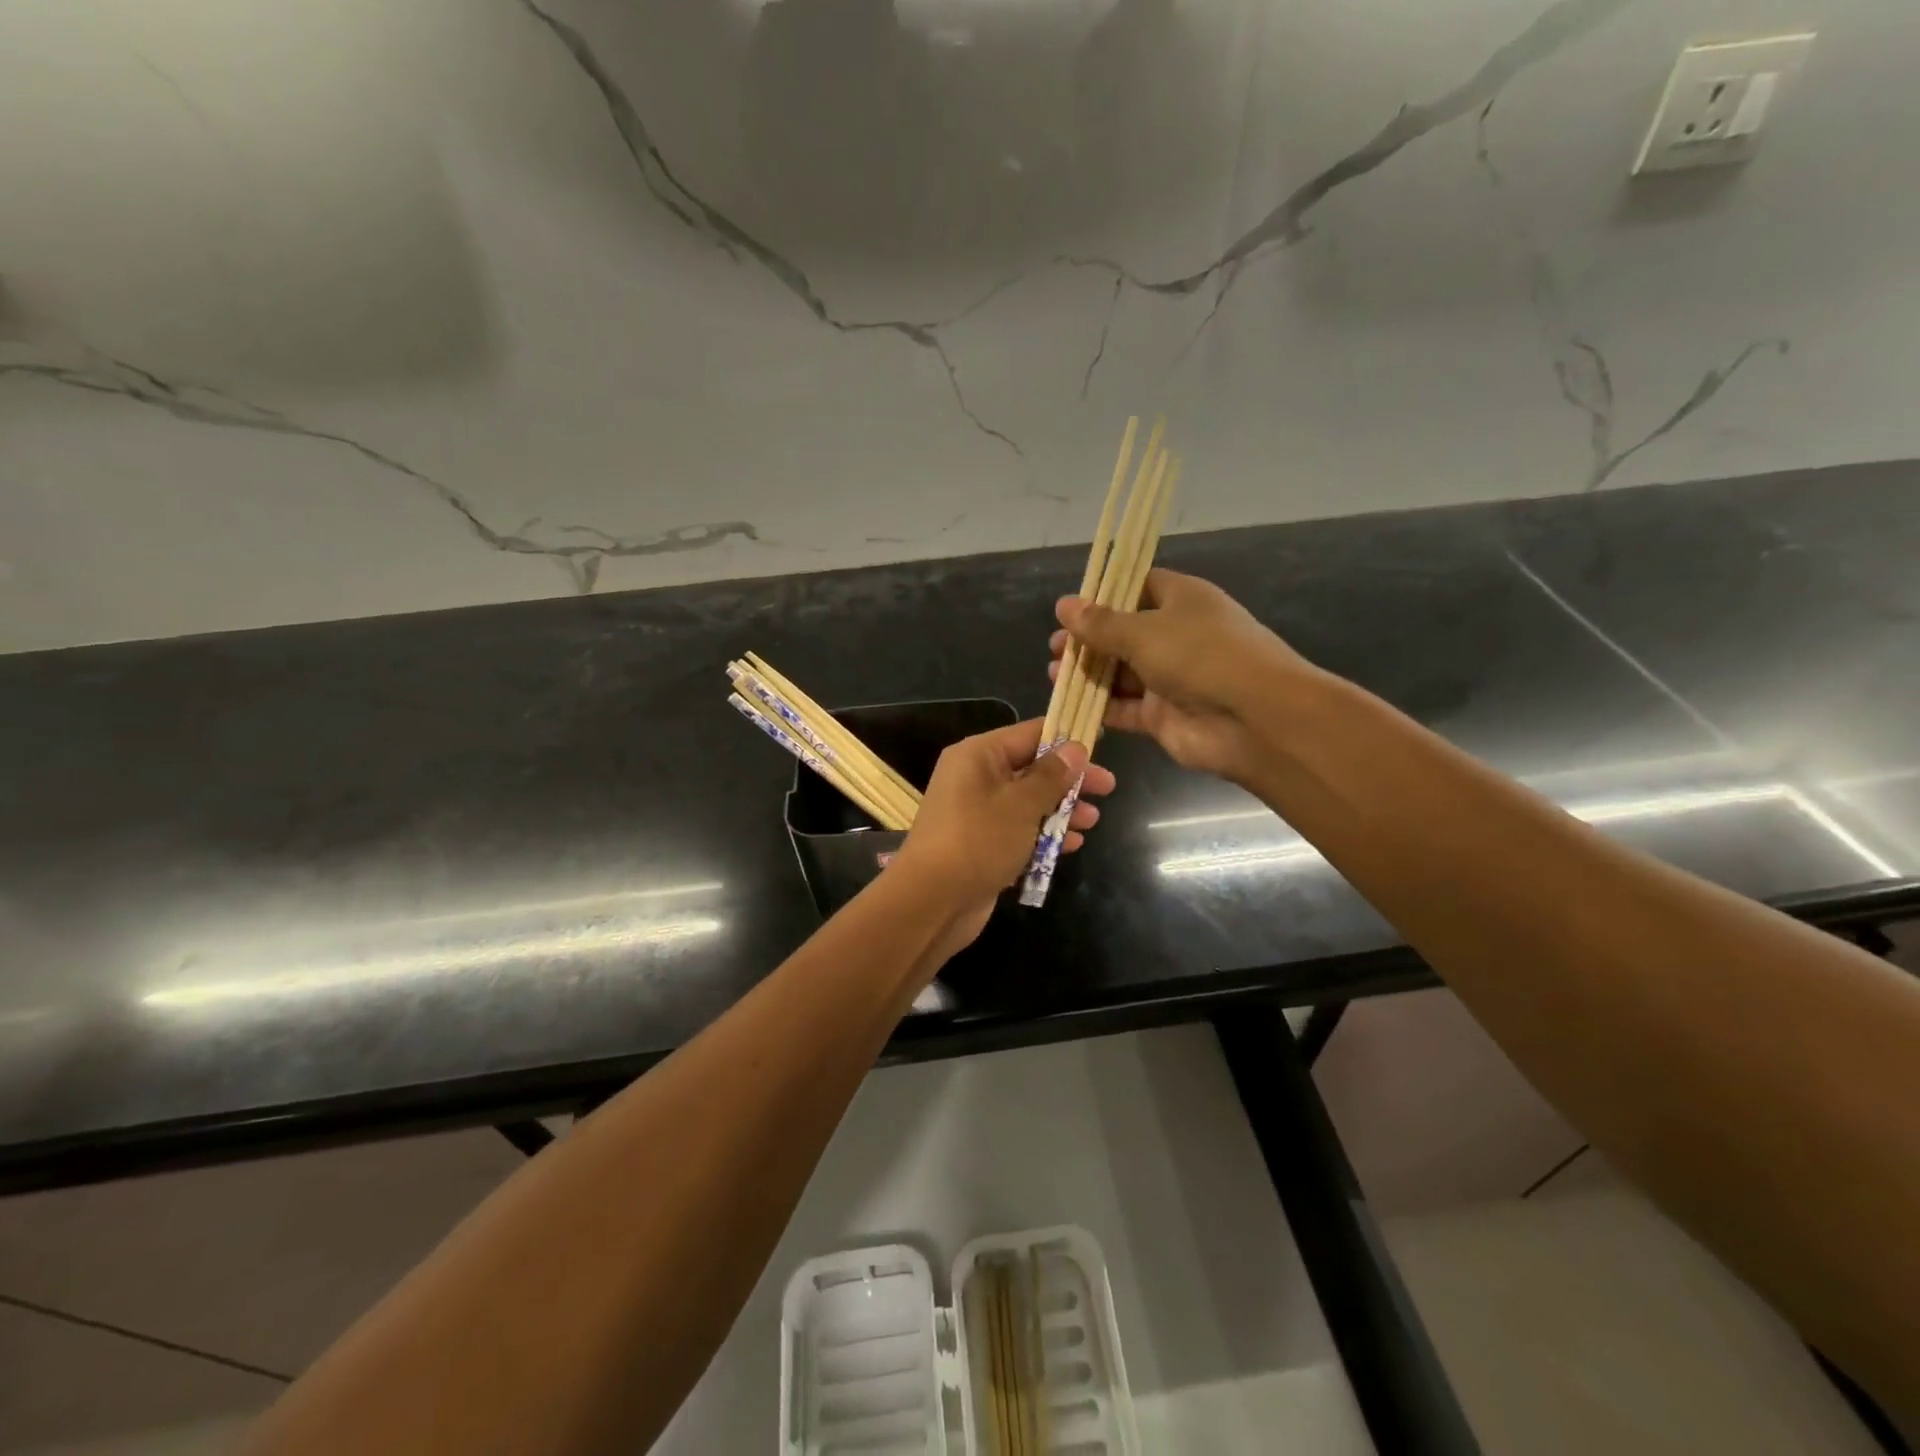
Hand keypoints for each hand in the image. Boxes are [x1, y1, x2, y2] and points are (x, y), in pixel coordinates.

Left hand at [893, 718, 1115, 949]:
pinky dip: (1044, 835)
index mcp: (978, 756)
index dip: (1065, 737)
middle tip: (1108, 788)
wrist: (932, 902)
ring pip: (1028, 802)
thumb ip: (1051, 776)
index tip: (1101, 742)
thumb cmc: (979, 840)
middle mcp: (975, 778)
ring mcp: (978, 814)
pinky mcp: (982, 845)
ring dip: (1061, 810)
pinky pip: (1019, 831)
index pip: (1029, 733)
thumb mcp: (1021, 804)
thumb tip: (1075, 748)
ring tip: (1093, 822)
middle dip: (1069, 780)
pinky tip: (1072, 845)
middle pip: (1032, 769)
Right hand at [1051, 568, 1318, 782]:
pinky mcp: (1163, 716)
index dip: (1104, 594)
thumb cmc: (1201, 656)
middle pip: (1124, 633)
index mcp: (1181, 600)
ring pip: (1121, 673)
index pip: (1138, 587)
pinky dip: (1100, 707)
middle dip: (1089, 640)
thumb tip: (1063, 605)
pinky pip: (1125, 708)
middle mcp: (1176, 636)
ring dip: (1090, 674)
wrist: (1255, 719)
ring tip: (1055, 673)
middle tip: (1056, 647)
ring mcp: (1170, 678)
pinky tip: (1070, 703)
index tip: (1070, 607)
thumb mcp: (1144, 631)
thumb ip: (1100, 623)